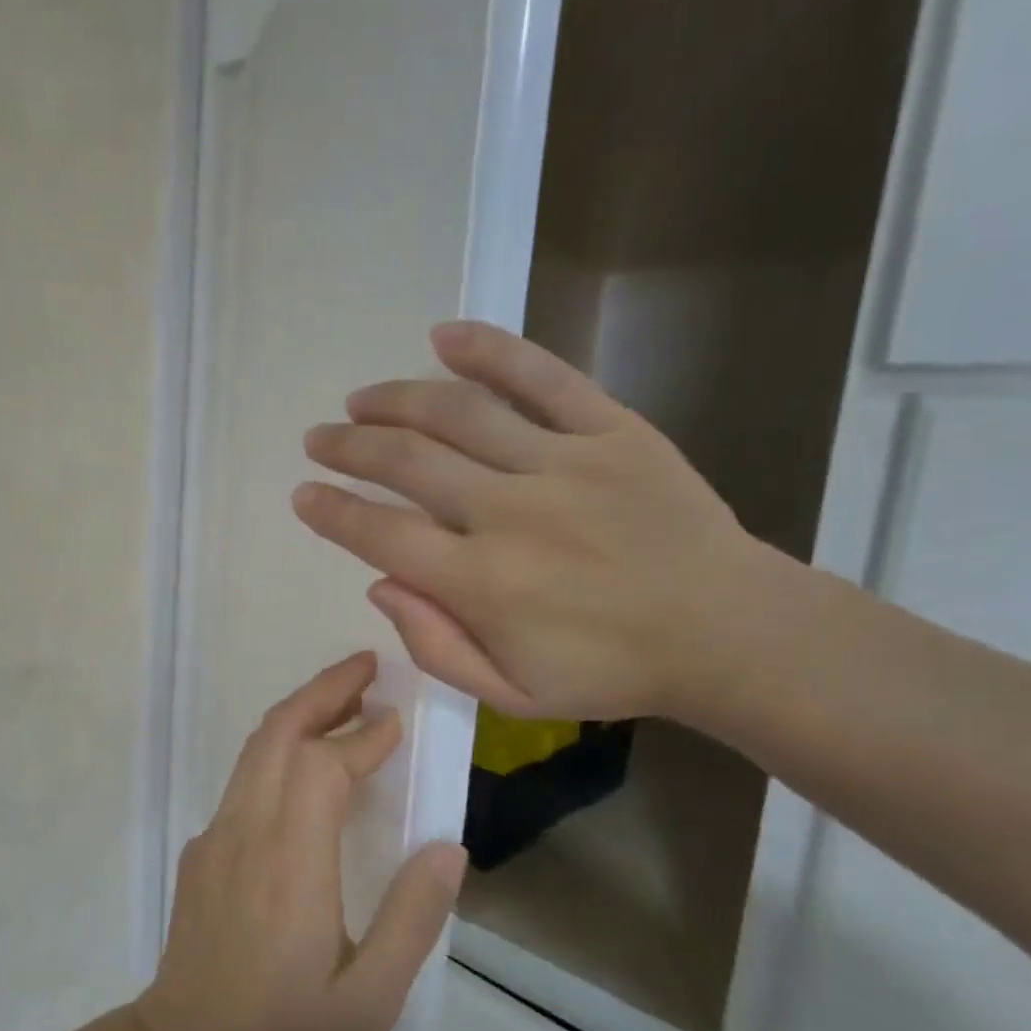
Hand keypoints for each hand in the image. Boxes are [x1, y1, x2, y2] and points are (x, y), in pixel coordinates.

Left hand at [134, 654, 467, 1030]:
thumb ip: (412, 918)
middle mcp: (248, 830)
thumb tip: (448, 848)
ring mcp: (217, 836)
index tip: (398, 720)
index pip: (324, 766)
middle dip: (324, 690)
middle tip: (368, 667)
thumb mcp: (369, 1000)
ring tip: (346, 701)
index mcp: (291, 860)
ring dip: (300, 713)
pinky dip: (280, 750)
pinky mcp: (204, 850)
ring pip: (256, 749)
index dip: (363, 735)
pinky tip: (307, 771)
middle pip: (279, 732)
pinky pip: (245, 779)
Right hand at [293, 321, 772, 722]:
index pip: (381, 534)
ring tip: (361, 398)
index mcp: (482, 583)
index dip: (333, 511)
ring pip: (458, 413)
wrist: (726, 631)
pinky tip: (445, 335)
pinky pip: (542, 377)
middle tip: (320, 438)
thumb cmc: (611, 672)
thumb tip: (379, 584)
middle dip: (350, 447)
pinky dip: (489, 351)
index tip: (304, 494)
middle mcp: (509, 513)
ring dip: (397, 399)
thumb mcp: (511, 695)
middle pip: (407, 463)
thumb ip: (436, 646)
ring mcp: (562, 464)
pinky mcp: (612, 431)